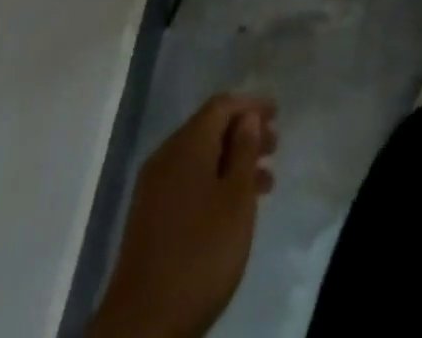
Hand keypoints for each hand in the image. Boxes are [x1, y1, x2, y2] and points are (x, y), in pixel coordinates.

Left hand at [90, 94, 277, 337]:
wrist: (143, 323)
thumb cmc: (200, 254)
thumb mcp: (236, 201)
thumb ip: (244, 152)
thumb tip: (247, 117)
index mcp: (187, 144)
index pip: (221, 105)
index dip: (250, 105)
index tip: (277, 113)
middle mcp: (167, 155)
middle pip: (209, 128)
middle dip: (244, 132)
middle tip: (275, 147)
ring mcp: (154, 187)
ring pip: (200, 157)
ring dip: (232, 161)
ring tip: (265, 182)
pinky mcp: (150, 216)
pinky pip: (188, 181)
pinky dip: (214, 181)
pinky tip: (233, 207)